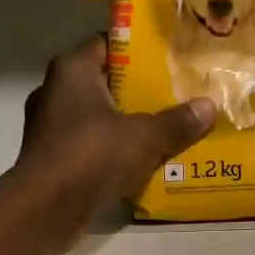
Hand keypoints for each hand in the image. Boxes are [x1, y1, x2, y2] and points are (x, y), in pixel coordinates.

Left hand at [11, 36, 215, 246]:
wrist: (45, 210)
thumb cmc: (91, 155)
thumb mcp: (144, 136)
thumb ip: (177, 121)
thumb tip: (209, 106)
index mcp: (72, 70)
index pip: (108, 44)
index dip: (139, 50)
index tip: (170, 59)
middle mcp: (56, 92)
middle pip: (106, 84)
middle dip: (140, 92)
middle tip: (178, 95)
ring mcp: (51, 128)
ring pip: (99, 118)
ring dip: (128, 126)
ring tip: (167, 130)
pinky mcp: (54, 160)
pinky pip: (92, 147)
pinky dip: (114, 153)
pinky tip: (143, 162)